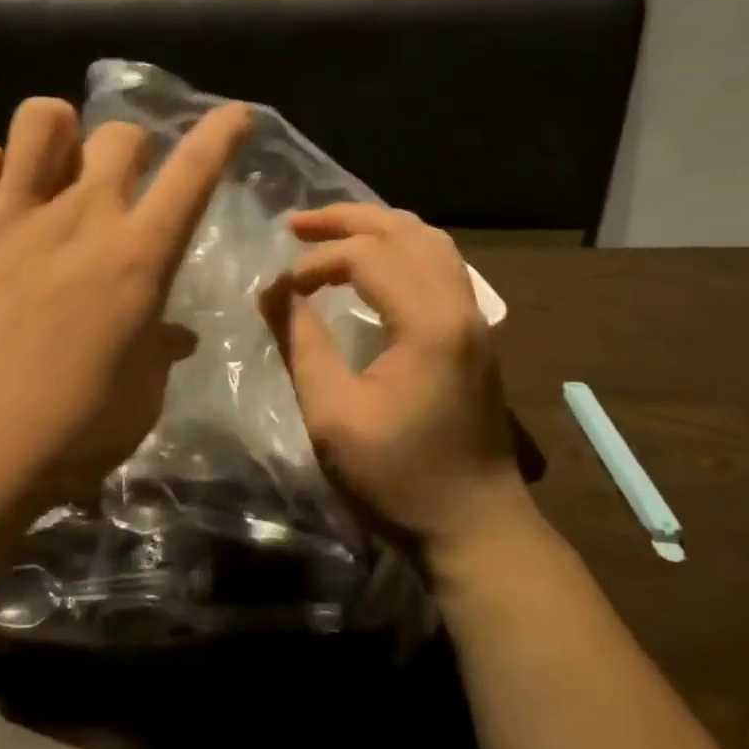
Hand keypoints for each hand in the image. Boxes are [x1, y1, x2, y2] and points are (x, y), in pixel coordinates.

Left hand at [0, 96, 250, 509]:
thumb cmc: (70, 434)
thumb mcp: (138, 399)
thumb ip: (157, 354)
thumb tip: (173, 336)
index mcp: (138, 257)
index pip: (194, 173)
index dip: (221, 134)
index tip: (235, 116)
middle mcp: (81, 218)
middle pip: (120, 135)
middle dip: (131, 150)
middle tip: (120, 187)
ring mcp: (13, 217)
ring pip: (42, 119)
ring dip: (57, 135)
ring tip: (52, 171)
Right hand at [260, 204, 531, 561]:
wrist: (475, 528)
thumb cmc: (397, 478)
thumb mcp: (332, 415)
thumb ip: (301, 344)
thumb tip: (273, 293)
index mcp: (428, 323)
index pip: (368, 256)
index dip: (315, 262)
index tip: (278, 291)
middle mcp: (460, 307)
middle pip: (406, 231)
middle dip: (347, 220)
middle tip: (296, 224)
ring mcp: (475, 319)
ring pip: (431, 242)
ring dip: (378, 228)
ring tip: (331, 234)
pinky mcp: (475, 335)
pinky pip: (441, 266)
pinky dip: (401, 250)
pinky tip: (374, 266)